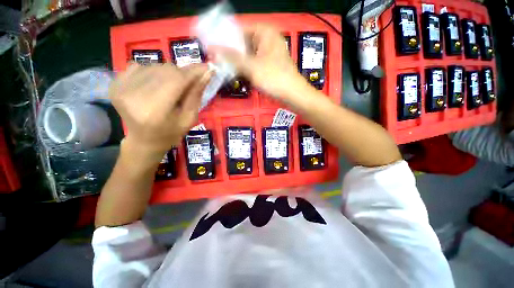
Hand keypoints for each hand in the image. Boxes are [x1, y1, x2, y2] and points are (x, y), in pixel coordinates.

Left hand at [110, 63, 210, 158]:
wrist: (144, 140)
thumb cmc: (171, 133)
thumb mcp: (189, 118)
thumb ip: (196, 95)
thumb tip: (206, 73)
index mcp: (155, 110)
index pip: (177, 80)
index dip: (194, 71)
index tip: (208, 67)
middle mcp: (134, 95)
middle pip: (166, 70)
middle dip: (183, 74)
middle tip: (190, 83)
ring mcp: (121, 87)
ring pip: (155, 66)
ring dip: (169, 74)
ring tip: (171, 88)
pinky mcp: (115, 83)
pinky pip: (141, 65)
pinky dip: (153, 72)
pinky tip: (155, 85)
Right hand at [210, 23, 308, 99]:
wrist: (292, 95)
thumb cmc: (274, 78)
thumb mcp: (251, 66)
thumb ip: (231, 57)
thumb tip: (212, 48)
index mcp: (265, 32)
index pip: (239, 29)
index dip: (224, 38)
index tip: (212, 47)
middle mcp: (267, 40)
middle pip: (243, 43)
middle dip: (230, 52)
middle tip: (216, 59)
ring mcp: (268, 54)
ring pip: (248, 54)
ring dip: (237, 62)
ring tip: (223, 67)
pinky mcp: (269, 66)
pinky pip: (253, 63)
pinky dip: (245, 68)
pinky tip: (236, 73)